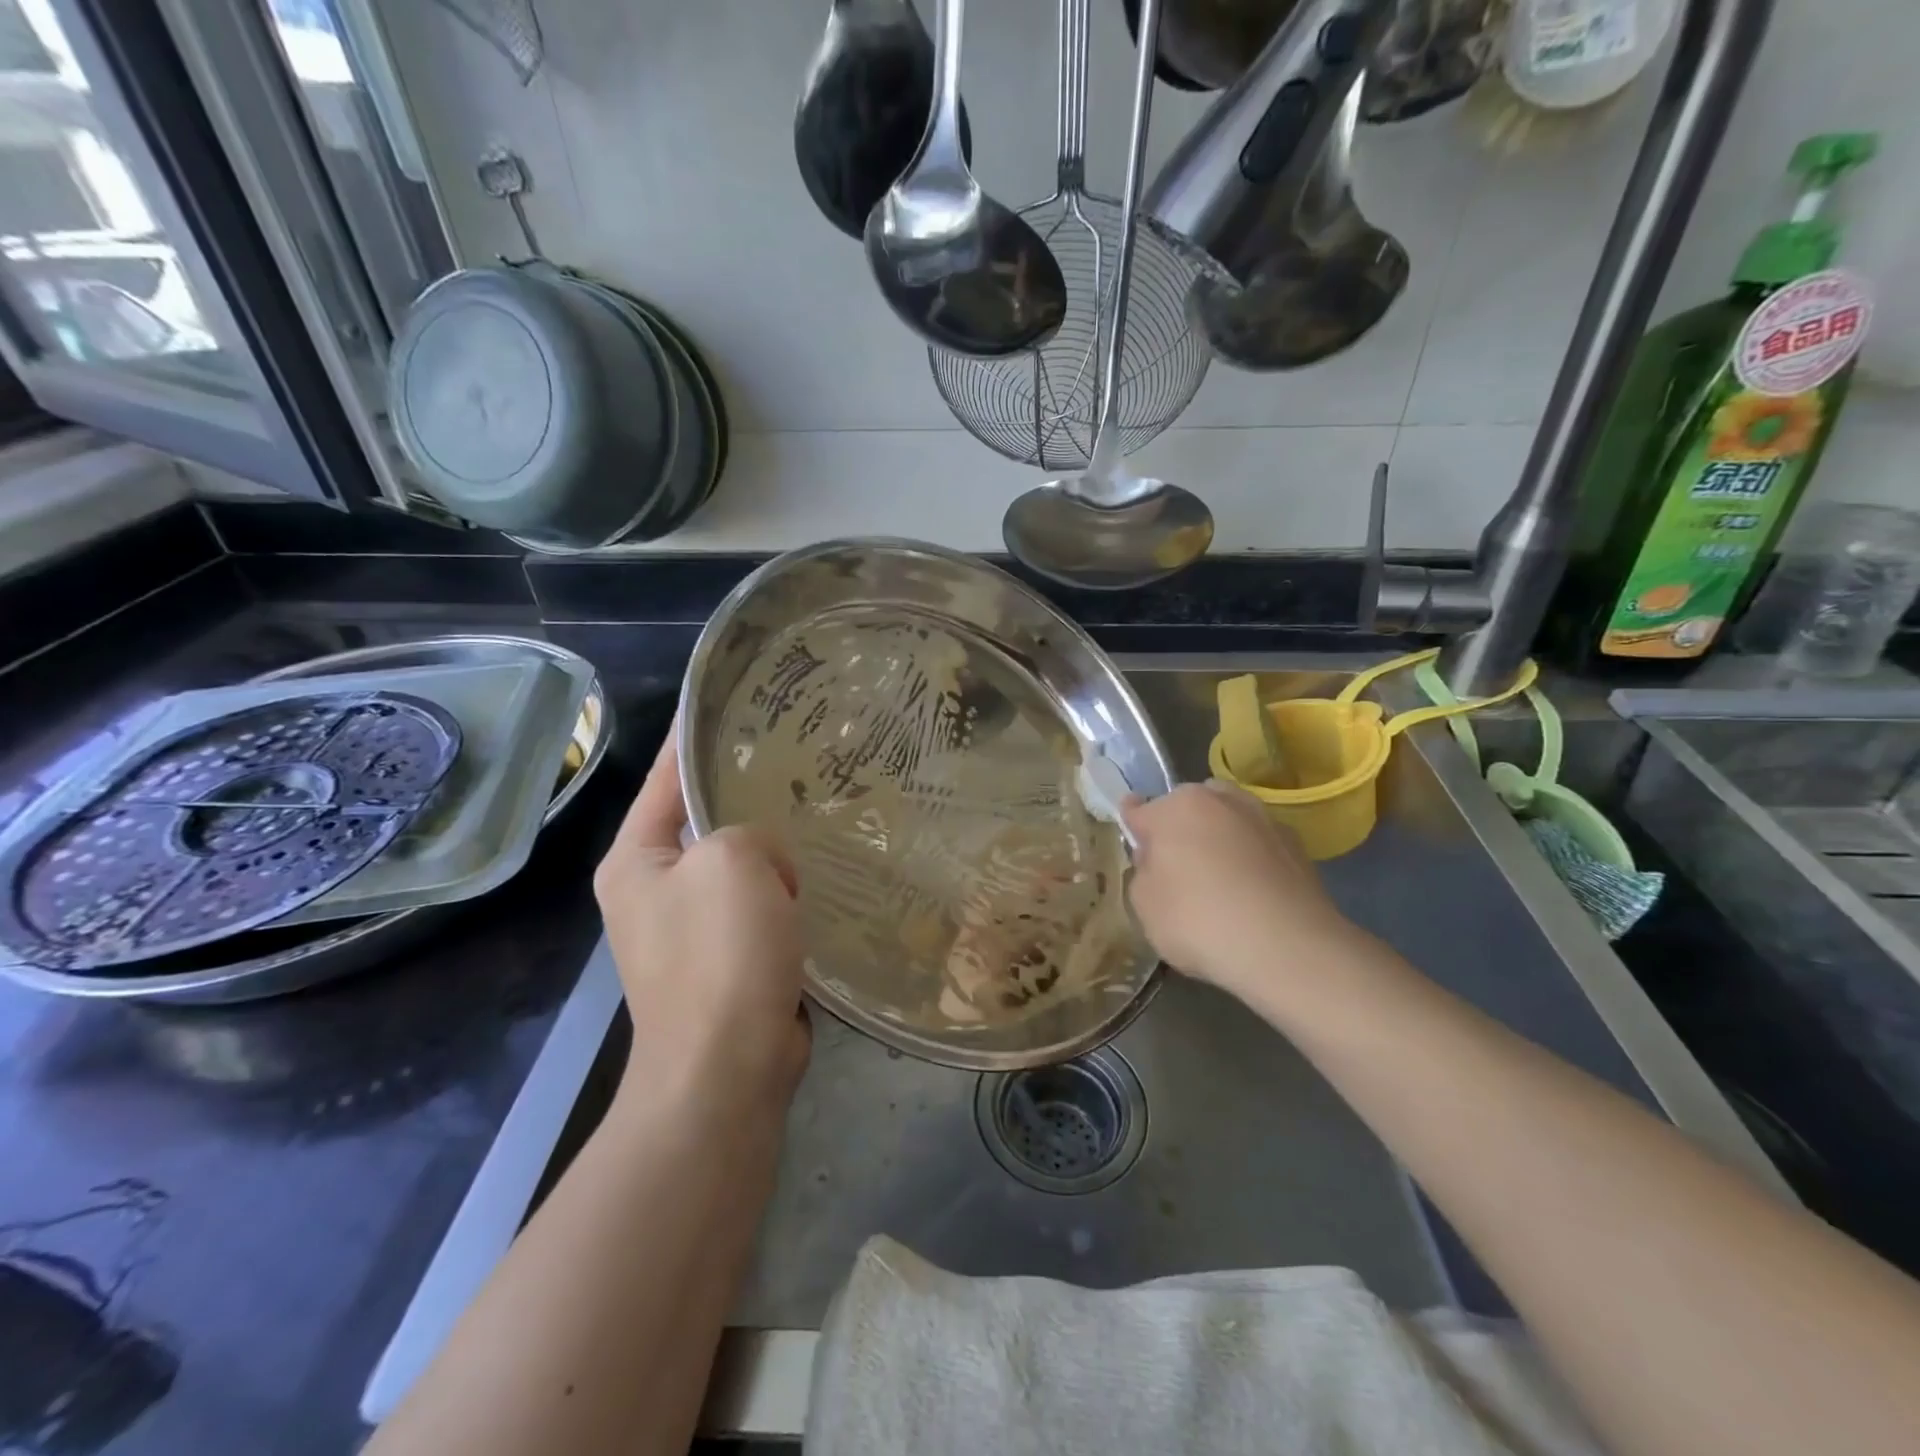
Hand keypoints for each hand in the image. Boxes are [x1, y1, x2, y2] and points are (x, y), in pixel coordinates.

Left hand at [593, 731, 810, 1112]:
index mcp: (635, 859)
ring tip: (818, 815)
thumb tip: (768, 869)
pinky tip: (820, 878)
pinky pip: (757, 907)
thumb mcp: (732, 861)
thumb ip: (748, 832)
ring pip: (737, 868)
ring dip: (772, 852)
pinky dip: (784, 894)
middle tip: (799, 762)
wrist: (727, 1070)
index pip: (667, 778)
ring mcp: (688, 931)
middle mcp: (653, 890)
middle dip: (746, 795)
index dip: (697, 737)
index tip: (734, 703)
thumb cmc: (719, 955)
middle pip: (703, 823)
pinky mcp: (726, 962)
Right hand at [1122, 781, 1358, 1006]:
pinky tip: (1251, 894)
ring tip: (1219, 881)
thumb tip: (1160, 861)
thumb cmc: (1199, 921)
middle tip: (1176, 869)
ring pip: (1228, 821)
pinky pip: (1258, 845)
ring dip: (1219, 839)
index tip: (1136, 845)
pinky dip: (1251, 859)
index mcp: (1175, 807)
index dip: (1134, 828)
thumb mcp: (1144, 905)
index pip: (1140, 810)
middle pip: (1188, 808)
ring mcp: (1263, 818)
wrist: (1288, 948)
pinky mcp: (1296, 844)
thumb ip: (1144, 873)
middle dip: (1180, 829)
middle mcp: (1219, 799)